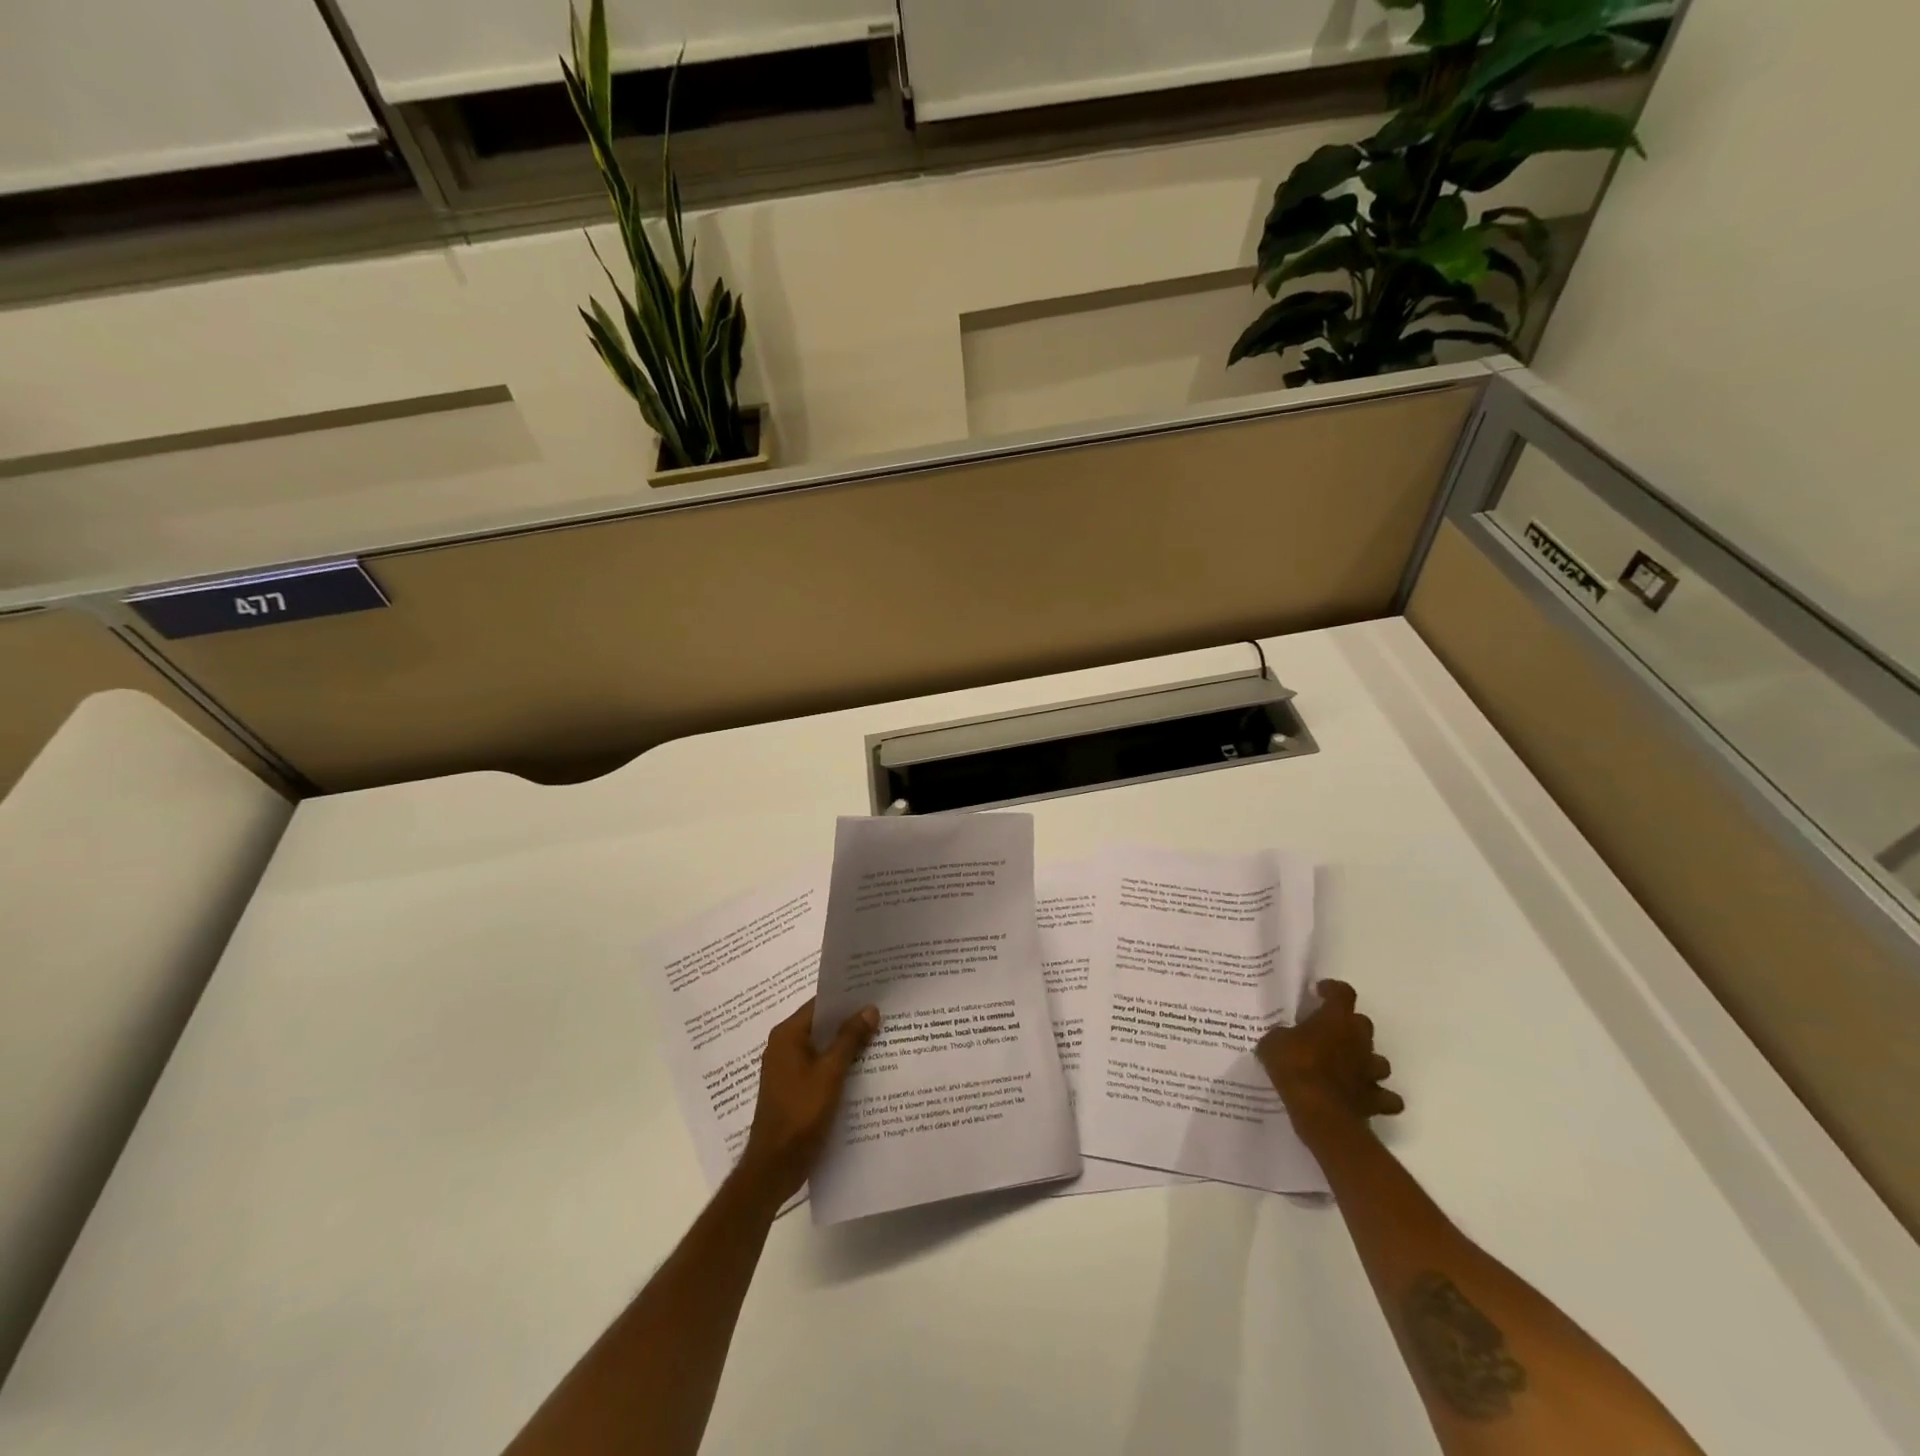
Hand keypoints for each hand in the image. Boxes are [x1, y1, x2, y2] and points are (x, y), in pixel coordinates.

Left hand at [736, 998, 878, 1202]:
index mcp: (787, 1035)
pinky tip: (865, 1067)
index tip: (875, 991)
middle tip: (884, 1013)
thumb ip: (850, 1038)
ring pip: (823, 1046)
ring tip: (881, 1036)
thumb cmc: (800, 1113)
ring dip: (847, 1044)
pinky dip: (839, 1063)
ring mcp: (787, 1068)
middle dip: (851, 1020)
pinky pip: (820, 1066)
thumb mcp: (830, 1073)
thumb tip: (870, 1009)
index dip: (847, 998)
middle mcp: (784, 1046)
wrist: (774, 1166)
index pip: (820, 1004)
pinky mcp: (794, 1088)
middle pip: (822, 1024)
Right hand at [1256, 979, 1403, 1129]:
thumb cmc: (1295, 1066)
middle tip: (1328, 1033)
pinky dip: (1378, 1096)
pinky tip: (1364, 1097)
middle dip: (1349, 1026)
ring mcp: (1371, 1071)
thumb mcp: (1273, 1042)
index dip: (1332, 990)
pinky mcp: (1376, 1100)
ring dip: (1366, 1061)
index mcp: (1336, 1019)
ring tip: (1348, 1067)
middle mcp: (1359, 1040)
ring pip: (1379, 1060)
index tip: (1320, 993)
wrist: (1319, 1111)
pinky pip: (1385, 1097)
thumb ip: (1282, 1035)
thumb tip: (1284, 1037)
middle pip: (1363, 1023)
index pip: (1343, 993)